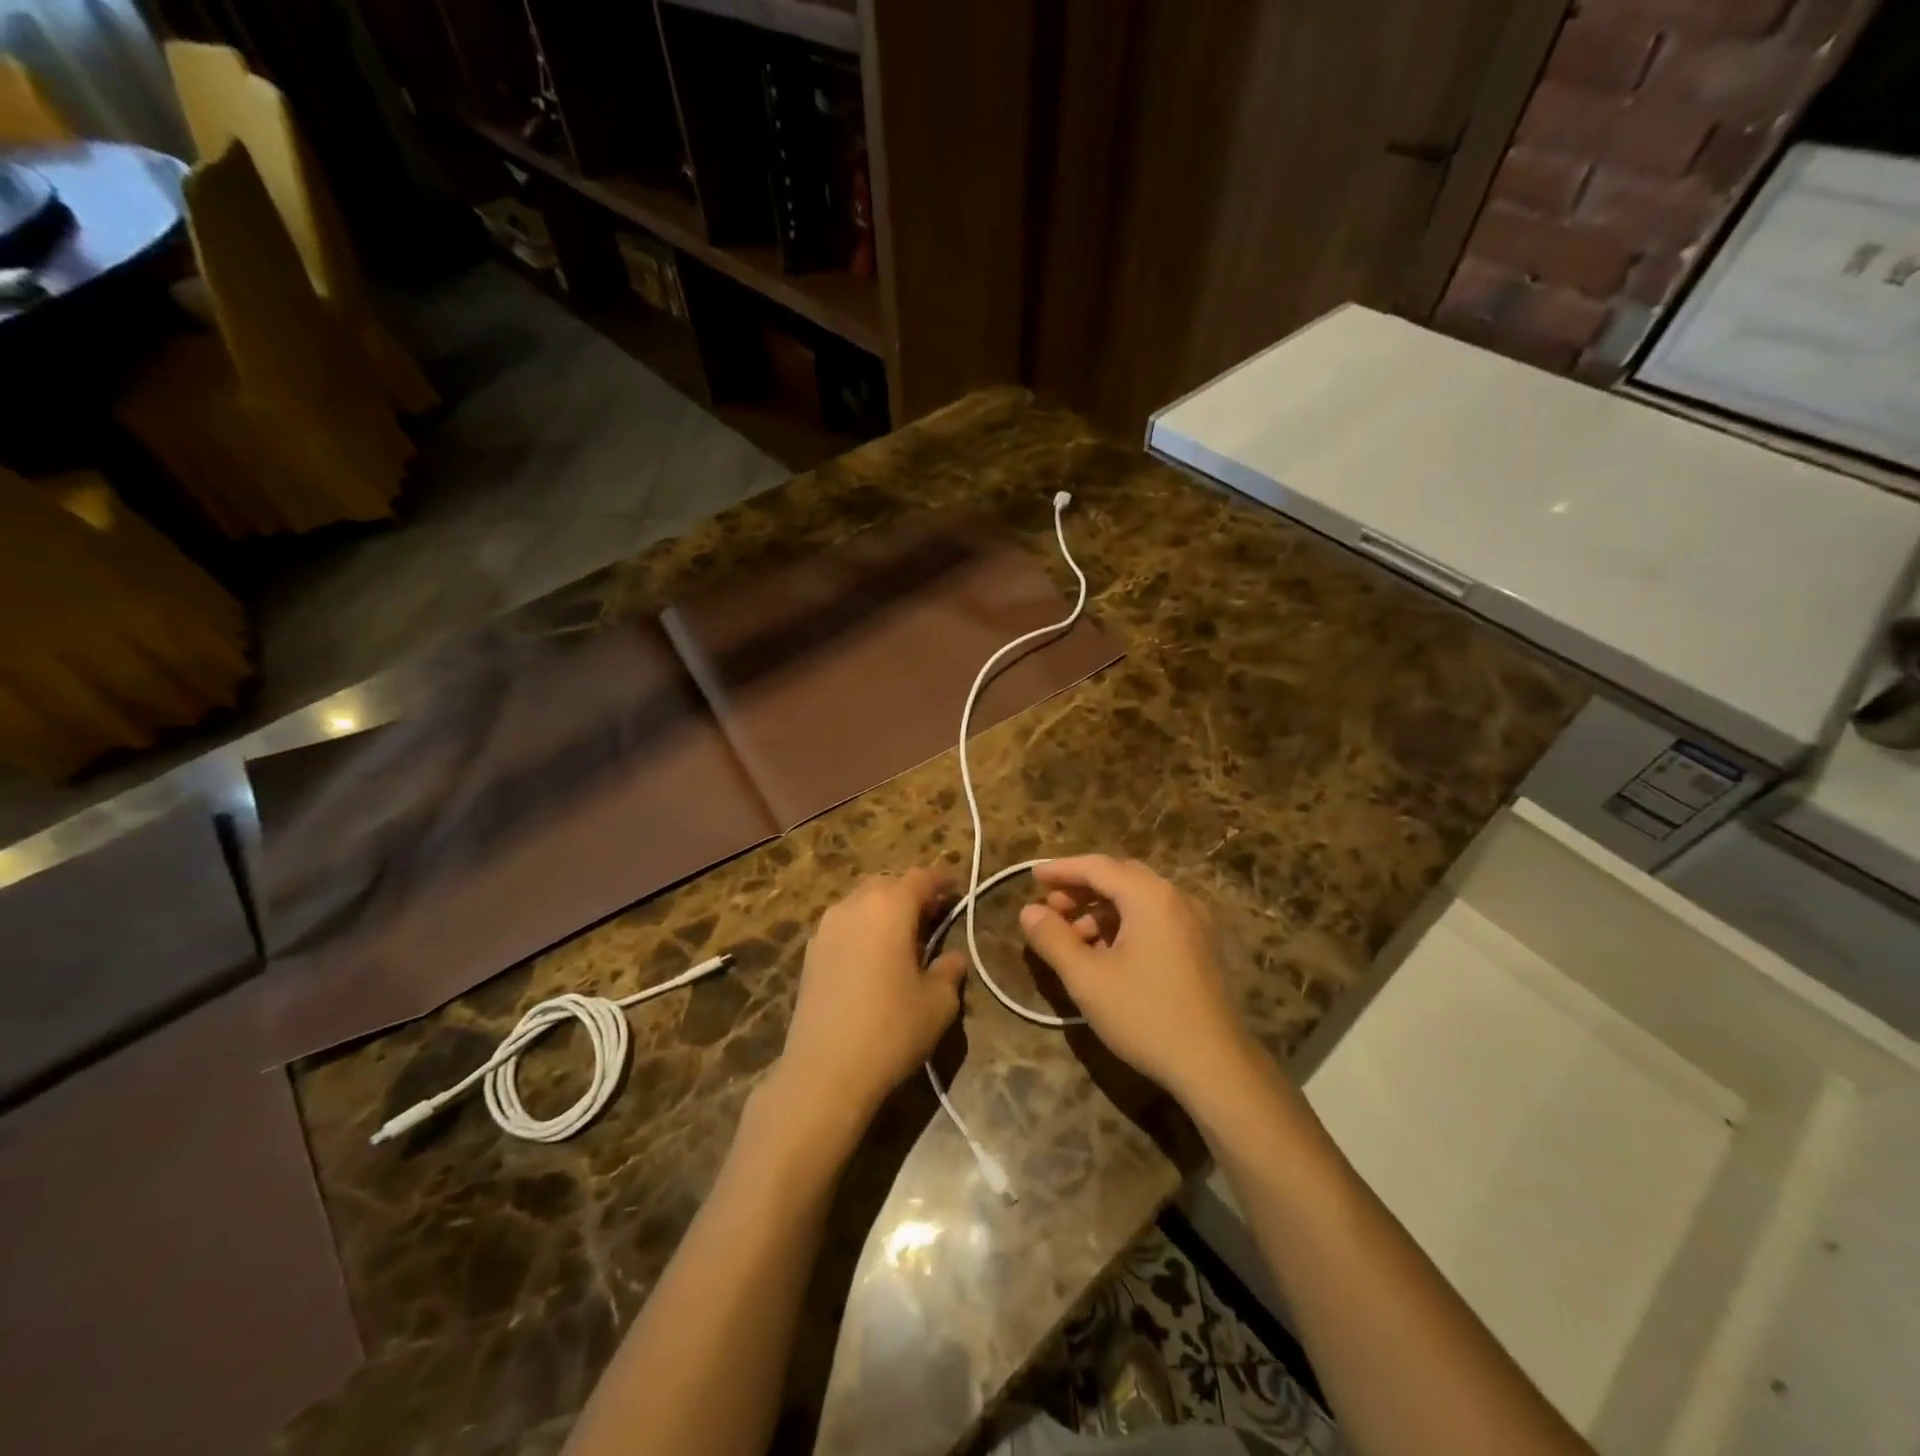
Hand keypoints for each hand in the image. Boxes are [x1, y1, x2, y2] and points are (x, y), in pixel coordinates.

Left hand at [775, 868, 966, 1131]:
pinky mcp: (810, 953)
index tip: (955, 890)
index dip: (941, 881)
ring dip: (882, 910)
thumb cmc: (891, 1029)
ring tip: (900, 939)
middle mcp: (854, 905)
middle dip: (909, 893)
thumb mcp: (938, 1003)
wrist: (824, 1071)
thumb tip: (952, 957)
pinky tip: (871, 959)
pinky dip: (861, 930)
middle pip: (886, 884)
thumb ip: (949, 971)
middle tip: (930, 916)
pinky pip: (842, 926)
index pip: (920, 878)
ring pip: (860, 902)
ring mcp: (826, 928)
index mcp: (890, 906)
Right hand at [1019, 855, 1254, 1107]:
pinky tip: (1105, 954)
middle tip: (1050, 907)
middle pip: (1120, 877)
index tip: (1032, 876)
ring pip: (1138, 899)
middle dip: (1081, 889)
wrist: (1215, 1066)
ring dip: (1101, 909)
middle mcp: (1176, 898)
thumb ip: (1053, 939)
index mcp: (1150, 896)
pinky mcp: (1200, 947)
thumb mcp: (1087, 979)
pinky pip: (1155, 919)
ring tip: (1072, 938)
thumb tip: (1028, 910)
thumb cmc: (1145, 1016)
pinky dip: (1124, 924)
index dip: (1061, 869)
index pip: (1097, 866)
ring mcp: (1193, 922)